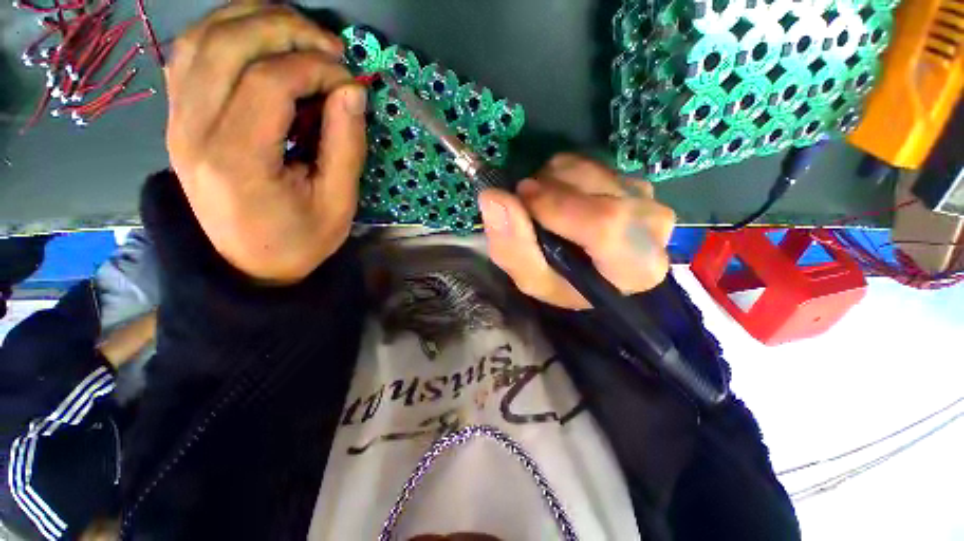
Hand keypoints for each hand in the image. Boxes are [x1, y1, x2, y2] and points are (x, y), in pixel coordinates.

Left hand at [165, 2, 366, 283]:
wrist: (249, 264)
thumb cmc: (300, 240)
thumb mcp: (338, 203)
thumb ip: (346, 146)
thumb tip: (353, 91)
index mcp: (238, 161)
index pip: (269, 82)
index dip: (316, 68)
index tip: (349, 80)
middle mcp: (194, 132)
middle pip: (229, 44)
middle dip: (285, 29)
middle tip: (328, 45)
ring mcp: (178, 121)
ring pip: (201, 37)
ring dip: (252, 19)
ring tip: (297, 32)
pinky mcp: (178, 119)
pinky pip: (188, 54)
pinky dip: (224, 31)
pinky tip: (258, 39)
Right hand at [478, 154, 674, 309]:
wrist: (591, 272)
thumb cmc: (564, 283)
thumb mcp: (533, 280)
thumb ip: (513, 247)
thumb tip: (492, 197)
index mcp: (635, 267)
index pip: (606, 224)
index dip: (557, 207)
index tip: (522, 199)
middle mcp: (652, 227)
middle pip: (597, 190)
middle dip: (549, 190)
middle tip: (527, 205)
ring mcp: (646, 197)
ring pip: (590, 169)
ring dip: (553, 181)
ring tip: (542, 205)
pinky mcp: (633, 179)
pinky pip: (590, 162)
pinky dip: (563, 174)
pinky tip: (560, 198)